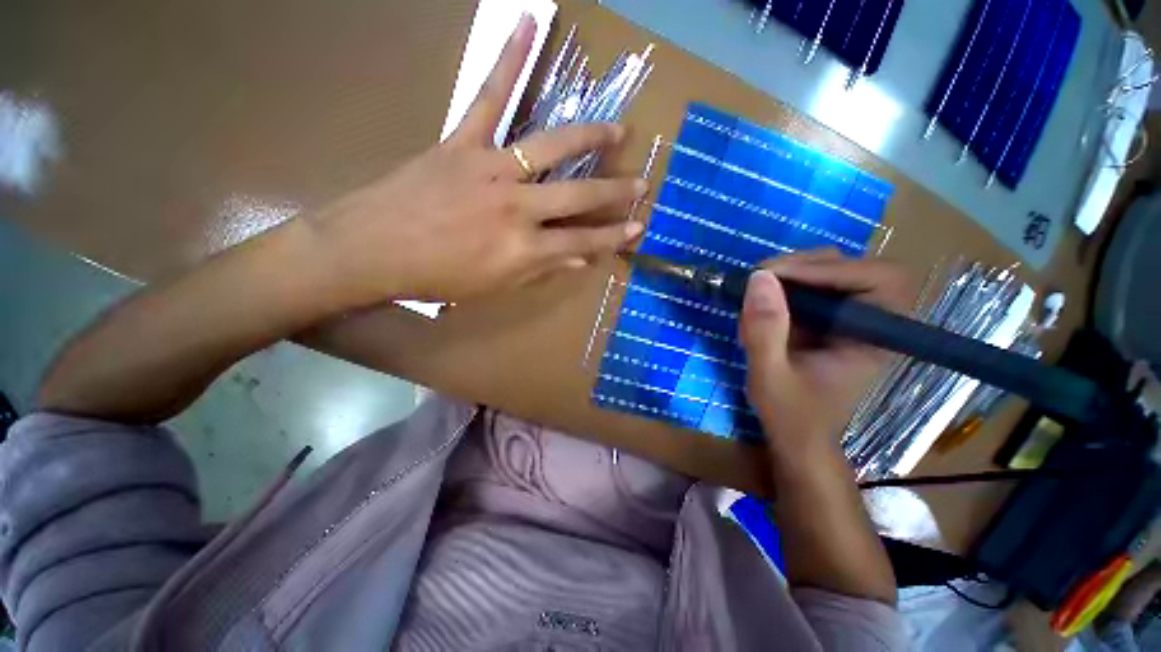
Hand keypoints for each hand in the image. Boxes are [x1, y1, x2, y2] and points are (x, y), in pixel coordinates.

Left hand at [305, 14, 645, 305]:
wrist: (372, 250)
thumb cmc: (436, 278)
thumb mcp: (495, 286)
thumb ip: (540, 271)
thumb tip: (579, 261)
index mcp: (523, 249)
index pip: (582, 242)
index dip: (613, 237)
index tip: (638, 228)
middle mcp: (517, 208)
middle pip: (578, 195)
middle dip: (614, 192)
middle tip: (642, 184)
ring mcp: (490, 170)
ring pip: (551, 147)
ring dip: (589, 137)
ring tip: (618, 130)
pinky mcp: (462, 144)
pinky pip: (490, 98)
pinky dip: (509, 59)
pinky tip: (528, 23)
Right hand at [739, 250, 913, 459]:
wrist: (798, 439)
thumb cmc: (791, 415)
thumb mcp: (770, 375)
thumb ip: (765, 329)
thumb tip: (759, 277)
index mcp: (875, 339)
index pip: (881, 279)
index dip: (833, 269)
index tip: (778, 276)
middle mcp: (870, 322)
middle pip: (853, 267)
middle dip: (804, 266)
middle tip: (760, 277)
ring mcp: (848, 320)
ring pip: (829, 272)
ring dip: (789, 275)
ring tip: (754, 294)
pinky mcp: (827, 321)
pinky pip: (809, 288)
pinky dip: (780, 290)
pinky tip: (757, 307)